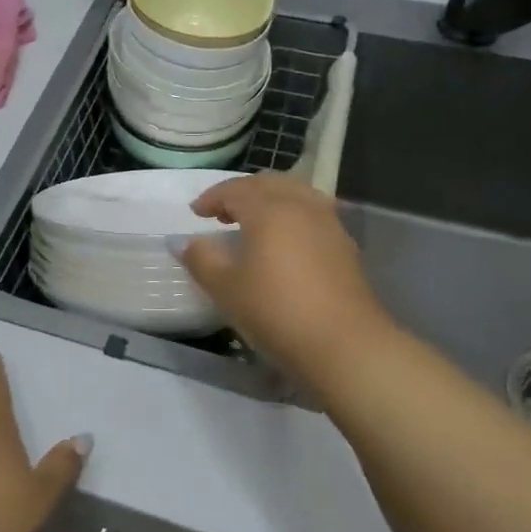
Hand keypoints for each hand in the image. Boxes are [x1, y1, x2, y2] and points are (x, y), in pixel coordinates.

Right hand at [176, 173, 394, 381]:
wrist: (345, 346)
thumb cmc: (276, 311)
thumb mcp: (225, 288)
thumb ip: (201, 259)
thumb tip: (185, 243)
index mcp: (269, 209)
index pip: (235, 190)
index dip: (212, 198)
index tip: (196, 213)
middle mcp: (301, 206)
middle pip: (268, 184)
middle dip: (242, 193)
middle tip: (223, 213)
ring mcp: (329, 224)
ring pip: (296, 194)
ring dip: (270, 201)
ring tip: (255, 223)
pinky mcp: (345, 246)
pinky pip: (313, 214)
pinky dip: (292, 216)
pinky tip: (286, 242)